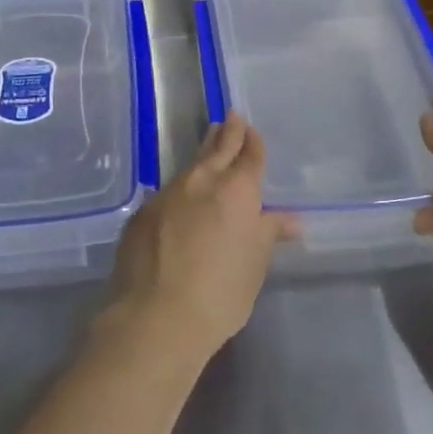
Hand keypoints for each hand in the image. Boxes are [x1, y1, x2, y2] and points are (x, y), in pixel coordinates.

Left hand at [104, 117, 299, 363]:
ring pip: (190, 166)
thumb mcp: (254, 265)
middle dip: (226, 133)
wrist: (155, 315)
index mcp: (236, 191)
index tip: (250, 129)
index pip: (249, 156)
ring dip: (202, 155)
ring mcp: (167, 194)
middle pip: (217, 148)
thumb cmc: (220, 294)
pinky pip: (167, 192)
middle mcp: (201, 181)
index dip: (252, 142)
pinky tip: (180, 197)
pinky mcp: (142, 213)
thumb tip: (290, 219)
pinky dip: (179, 189)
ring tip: (209, 144)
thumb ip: (268, 234)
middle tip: (230, 118)